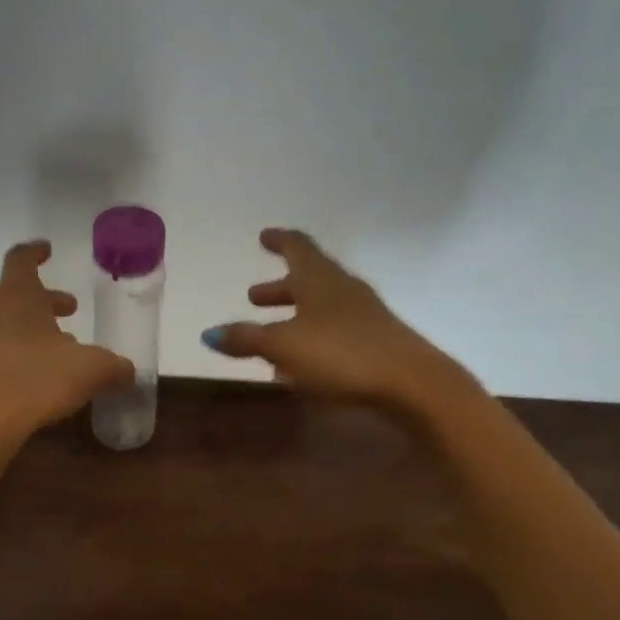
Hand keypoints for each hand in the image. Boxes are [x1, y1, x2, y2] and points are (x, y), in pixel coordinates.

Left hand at [0, 241, 134, 442]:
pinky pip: (1, 350)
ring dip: (36, 327)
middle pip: (18, 293)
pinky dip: (23, 352)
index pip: (21, 259)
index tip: (48, 250)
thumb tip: (130, 371)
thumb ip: (115, 366)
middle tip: (71, 308)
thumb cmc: (38, 379)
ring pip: (9, 322)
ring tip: (64, 346)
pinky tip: (44, 375)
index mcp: (17, 296)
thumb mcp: (91, 369)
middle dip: (47, 299)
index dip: (36, 252)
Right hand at [202, 228, 465, 412]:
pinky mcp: (376, 342)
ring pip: (321, 308)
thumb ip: (246, 339)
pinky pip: (335, 333)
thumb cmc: (340, 353)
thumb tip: (209, 333)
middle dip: (280, 288)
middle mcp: (342, 290)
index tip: (264, 236)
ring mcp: (363, 316)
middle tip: (255, 296)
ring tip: (270, 337)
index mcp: (319, 279)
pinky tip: (300, 368)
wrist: (410, 383)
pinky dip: (312, 340)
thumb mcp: (282, 346)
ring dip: (294, 317)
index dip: (278, 240)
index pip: (297, 247)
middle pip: (308, 280)